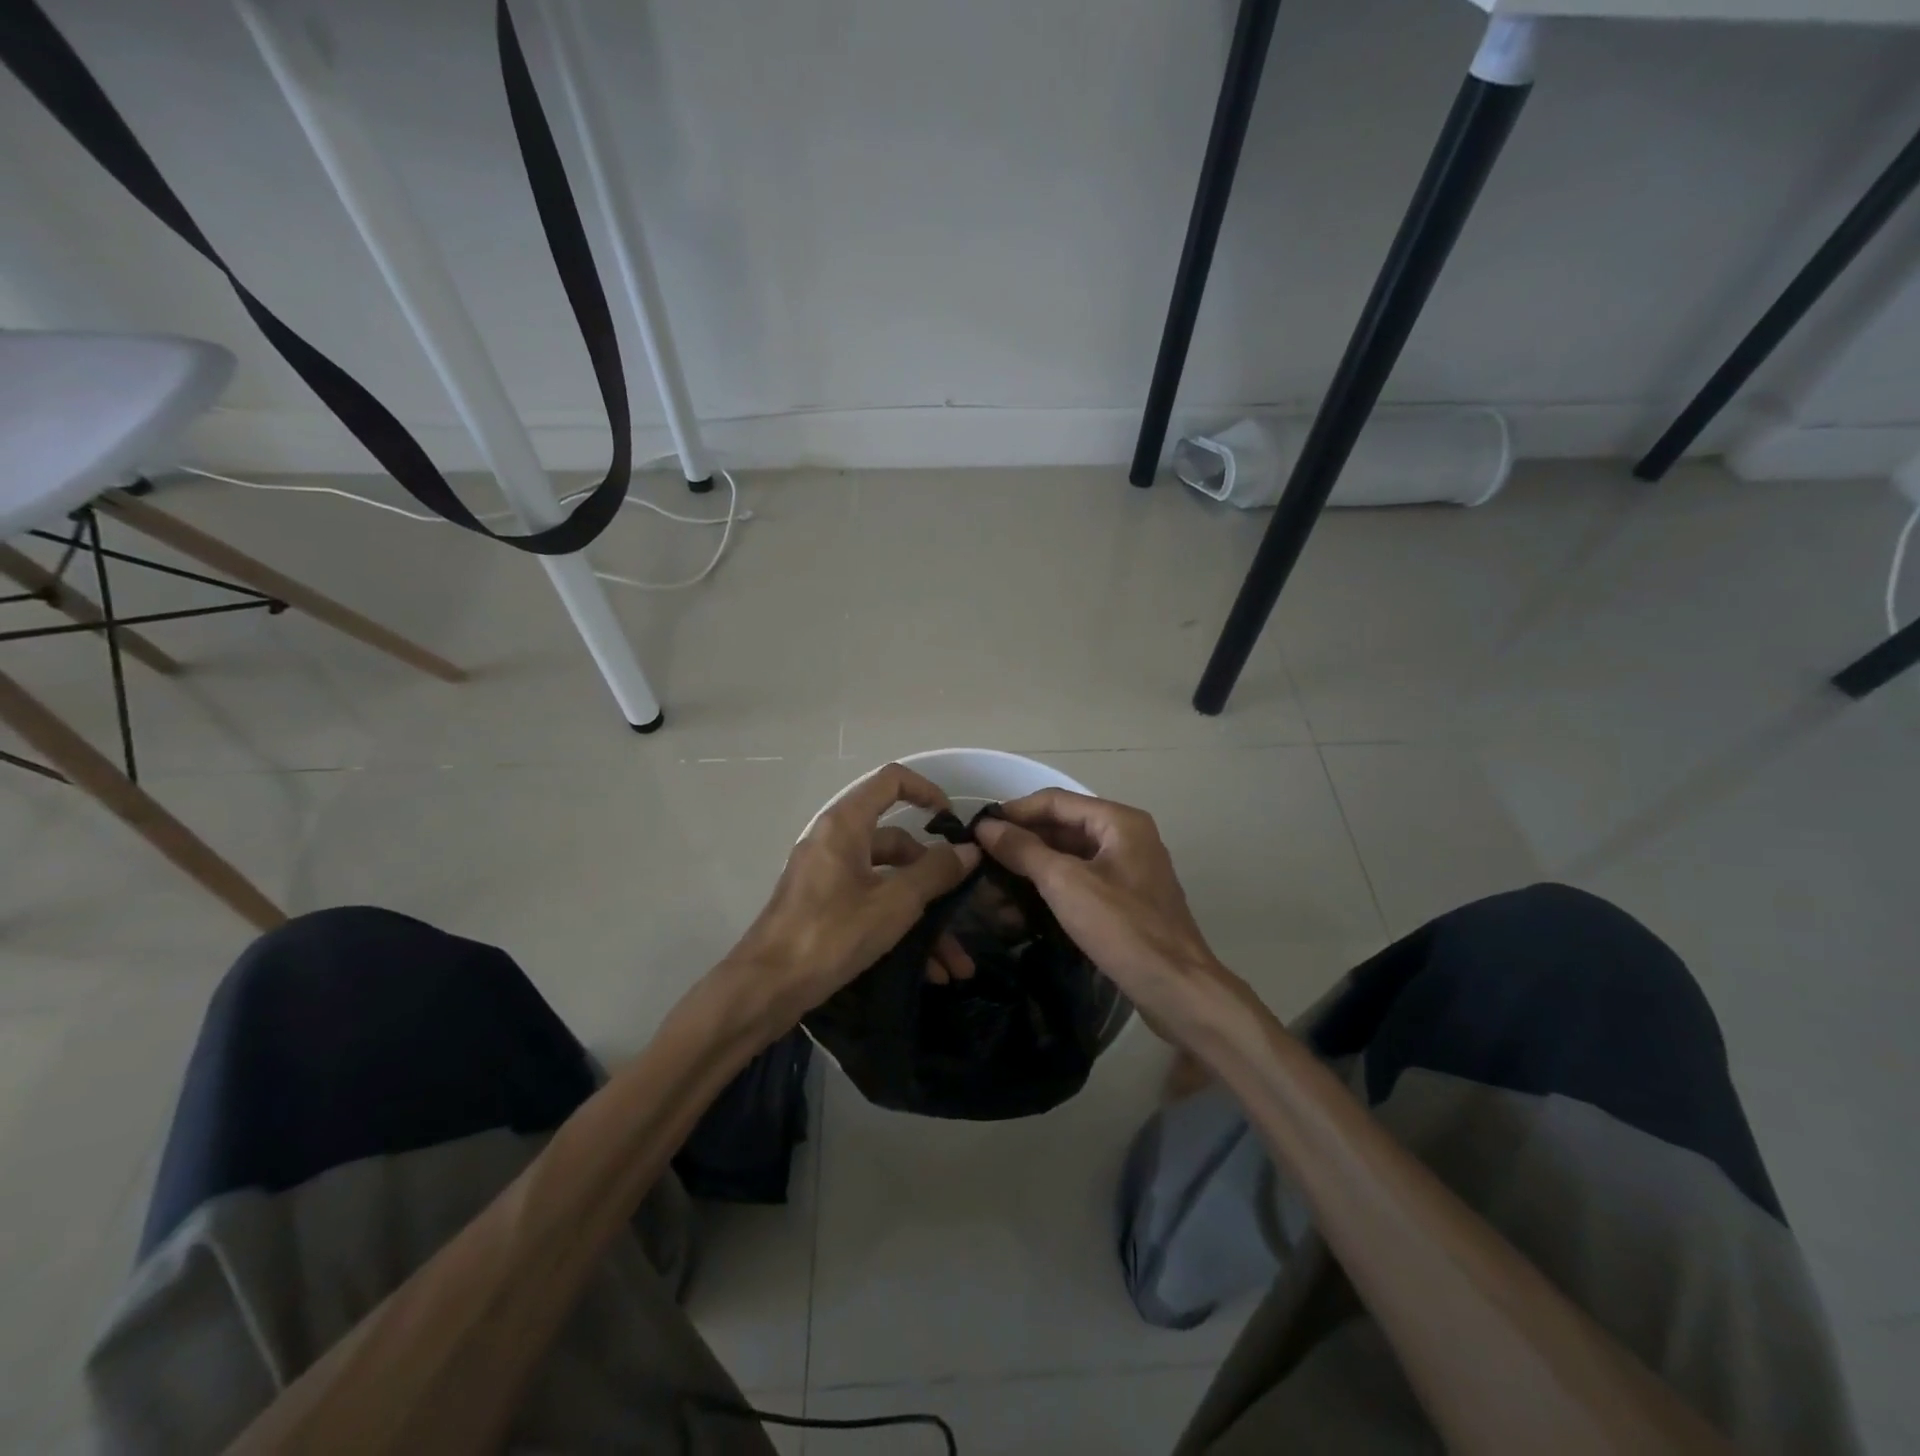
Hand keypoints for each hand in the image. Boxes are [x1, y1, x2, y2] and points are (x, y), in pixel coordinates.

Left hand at [728, 763, 979, 1024]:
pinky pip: (870, 904)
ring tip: (953, 963)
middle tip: (964, 908)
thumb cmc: (831, 934)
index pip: (891, 781)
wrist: (764, 989)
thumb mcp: (893, 903)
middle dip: (935, 879)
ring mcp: (827, 876)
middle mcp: (834, 842)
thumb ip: (935, 872)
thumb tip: (968, 851)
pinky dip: (898, 927)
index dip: (927, 791)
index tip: (953, 822)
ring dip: (923, 917)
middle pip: (897, 842)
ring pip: (888, 881)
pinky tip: (927, 970)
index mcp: (846, 825)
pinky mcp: (823, 907)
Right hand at [972, 789, 1226, 1040]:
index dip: (1014, 812)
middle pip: (1063, 826)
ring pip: (1070, 856)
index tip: (977, 829)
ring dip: (1033, 867)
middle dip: (1022, 841)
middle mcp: (1126, 836)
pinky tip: (1023, 906)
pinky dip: (1052, 887)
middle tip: (981, 859)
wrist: (1177, 989)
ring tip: (994, 885)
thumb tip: (986, 826)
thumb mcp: (1065, 883)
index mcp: (1119, 821)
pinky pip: (1081, 880)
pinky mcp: (1126, 899)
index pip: (1055, 800)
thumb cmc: (1122, 927)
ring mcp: (1128, 869)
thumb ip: (1023, 850)